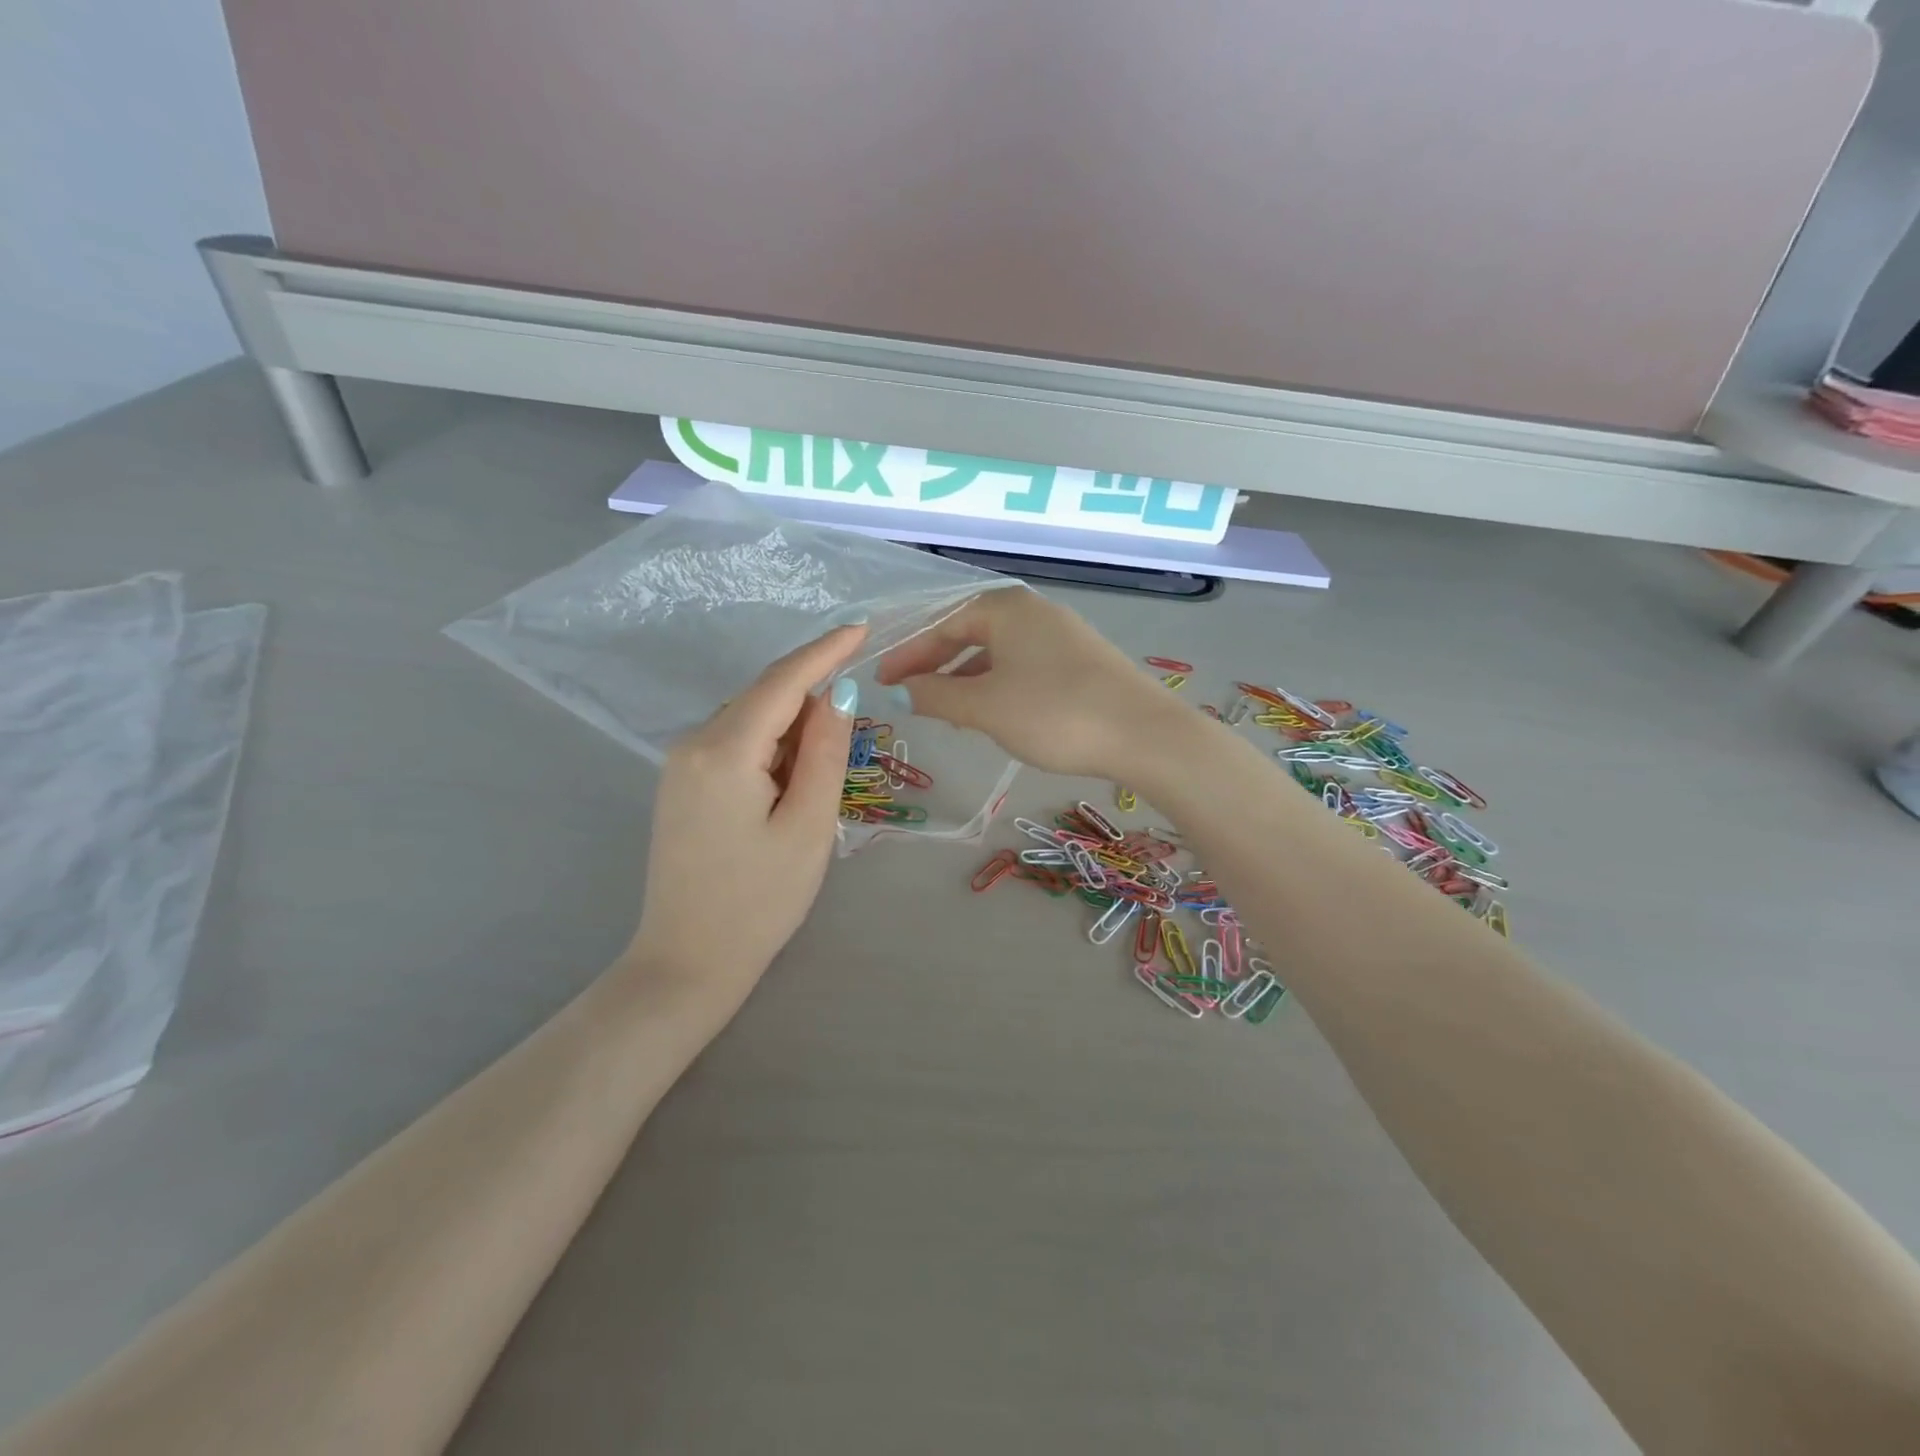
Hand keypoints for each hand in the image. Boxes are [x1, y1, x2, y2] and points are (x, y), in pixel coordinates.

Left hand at [627, 624, 864, 1001]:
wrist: (687, 962)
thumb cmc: (759, 901)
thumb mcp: (809, 826)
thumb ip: (824, 752)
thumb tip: (837, 693)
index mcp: (724, 751)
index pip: (781, 682)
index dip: (824, 651)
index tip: (861, 628)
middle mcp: (692, 744)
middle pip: (764, 699)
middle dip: (811, 704)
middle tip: (850, 741)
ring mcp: (679, 764)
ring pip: (750, 721)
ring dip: (791, 733)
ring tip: (815, 787)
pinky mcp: (680, 784)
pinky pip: (734, 744)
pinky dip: (769, 750)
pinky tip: (786, 788)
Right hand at [873, 589, 1181, 781]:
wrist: (1143, 734)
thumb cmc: (1053, 713)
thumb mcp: (984, 707)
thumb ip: (936, 696)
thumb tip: (901, 692)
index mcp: (1006, 609)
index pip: (943, 625)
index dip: (909, 655)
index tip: (883, 682)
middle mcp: (1034, 611)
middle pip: (971, 633)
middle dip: (937, 664)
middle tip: (910, 694)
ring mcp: (1063, 634)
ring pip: (998, 652)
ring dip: (967, 678)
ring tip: (948, 710)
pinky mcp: (1082, 660)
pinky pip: (1024, 665)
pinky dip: (999, 685)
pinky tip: (995, 712)